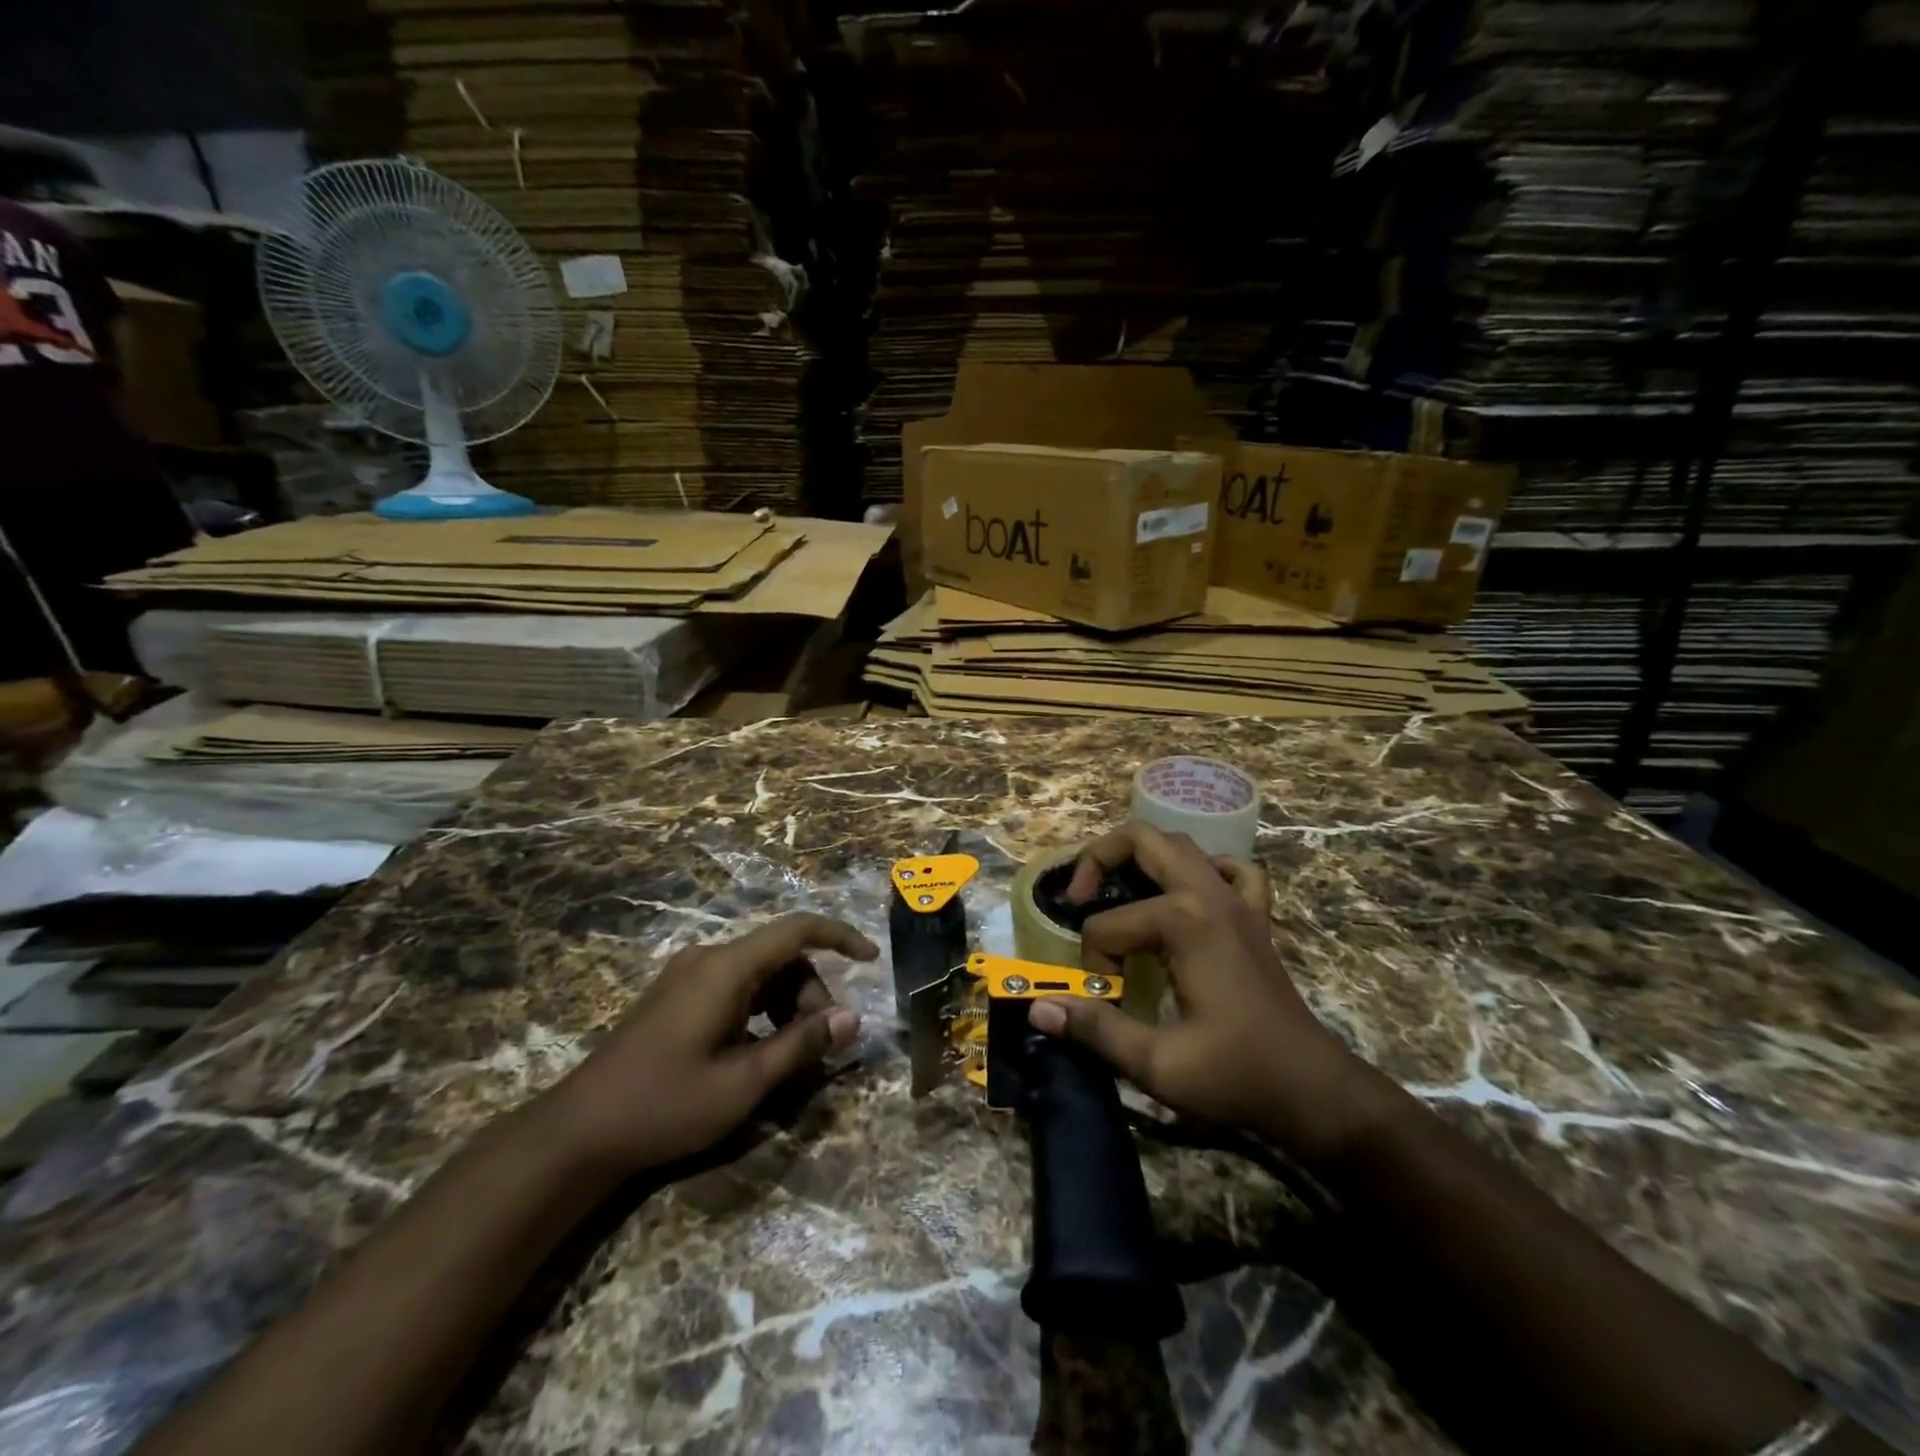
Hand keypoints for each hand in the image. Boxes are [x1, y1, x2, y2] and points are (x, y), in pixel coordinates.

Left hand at [545, 913, 875, 1174]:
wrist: (577, 1132)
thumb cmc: (664, 1105)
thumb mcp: (743, 1084)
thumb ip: (801, 1046)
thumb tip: (852, 1019)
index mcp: (726, 968)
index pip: (797, 929)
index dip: (840, 936)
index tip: (871, 958)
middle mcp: (708, 959)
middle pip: (781, 956)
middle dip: (811, 993)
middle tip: (818, 1046)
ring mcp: (687, 975)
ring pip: (759, 973)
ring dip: (786, 1005)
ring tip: (788, 1056)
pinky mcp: (675, 996)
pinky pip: (735, 987)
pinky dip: (760, 1010)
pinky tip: (756, 1052)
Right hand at [1028, 822, 1377, 1161]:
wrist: (1312, 1090)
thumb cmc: (1235, 1076)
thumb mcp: (1157, 1064)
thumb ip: (1095, 1030)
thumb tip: (1038, 1009)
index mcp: (1184, 922)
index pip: (1107, 926)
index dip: (1095, 966)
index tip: (1108, 1002)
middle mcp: (1209, 894)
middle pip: (1141, 840)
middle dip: (1098, 861)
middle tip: (1079, 899)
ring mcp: (1237, 899)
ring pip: (1180, 845)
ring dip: (1141, 858)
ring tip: (1117, 892)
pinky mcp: (1255, 915)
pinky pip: (1231, 869)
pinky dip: (1205, 870)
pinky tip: (1190, 895)